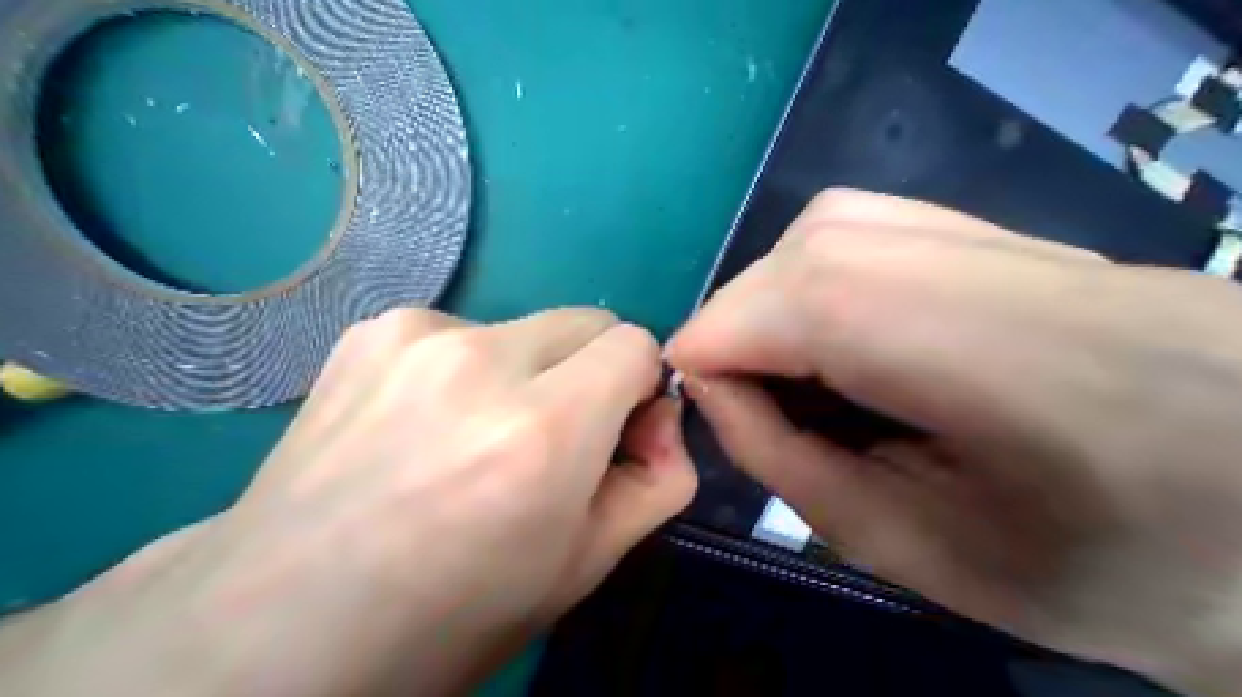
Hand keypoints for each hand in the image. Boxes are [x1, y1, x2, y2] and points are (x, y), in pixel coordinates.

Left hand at [0, 308, 697, 695]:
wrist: (272, 633)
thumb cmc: (456, 611)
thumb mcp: (589, 559)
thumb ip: (659, 479)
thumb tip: (663, 419)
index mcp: (541, 430)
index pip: (634, 344)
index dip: (642, 377)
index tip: (624, 415)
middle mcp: (481, 364)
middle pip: (590, 321)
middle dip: (597, 366)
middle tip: (566, 421)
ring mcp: (421, 335)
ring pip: (537, 325)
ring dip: (541, 367)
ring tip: (493, 427)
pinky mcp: (382, 329)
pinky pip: (477, 328)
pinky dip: (484, 364)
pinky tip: (440, 416)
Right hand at [670, 187, 1240, 692]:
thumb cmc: (1087, 563)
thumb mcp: (896, 540)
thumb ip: (773, 453)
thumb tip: (704, 382)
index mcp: (1033, 371)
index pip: (817, 305)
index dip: (721, 333)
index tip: (682, 376)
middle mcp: (1013, 267)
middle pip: (802, 260)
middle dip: (730, 321)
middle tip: (719, 378)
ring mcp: (993, 227)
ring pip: (810, 237)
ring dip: (759, 302)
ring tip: (766, 361)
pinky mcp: (969, 224)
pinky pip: (835, 231)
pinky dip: (790, 279)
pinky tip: (808, 328)